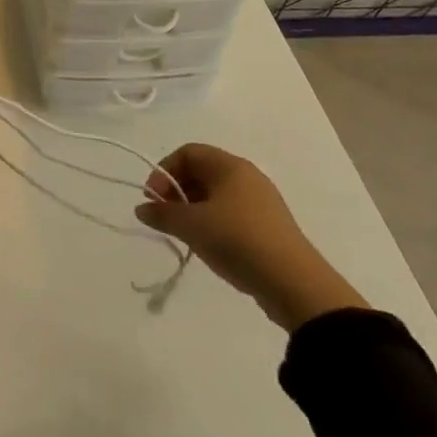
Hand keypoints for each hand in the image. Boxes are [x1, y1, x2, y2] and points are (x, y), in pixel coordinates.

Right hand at [136, 144, 368, 331]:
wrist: (294, 284)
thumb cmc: (237, 240)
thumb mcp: (191, 226)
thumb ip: (162, 214)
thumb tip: (142, 209)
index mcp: (229, 166)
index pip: (188, 152)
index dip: (164, 171)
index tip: (153, 198)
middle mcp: (247, 176)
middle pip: (202, 172)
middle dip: (177, 191)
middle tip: (165, 216)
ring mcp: (261, 202)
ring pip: (216, 194)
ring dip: (193, 209)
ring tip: (185, 234)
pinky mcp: (269, 226)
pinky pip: (232, 213)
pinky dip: (213, 222)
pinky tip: (208, 245)